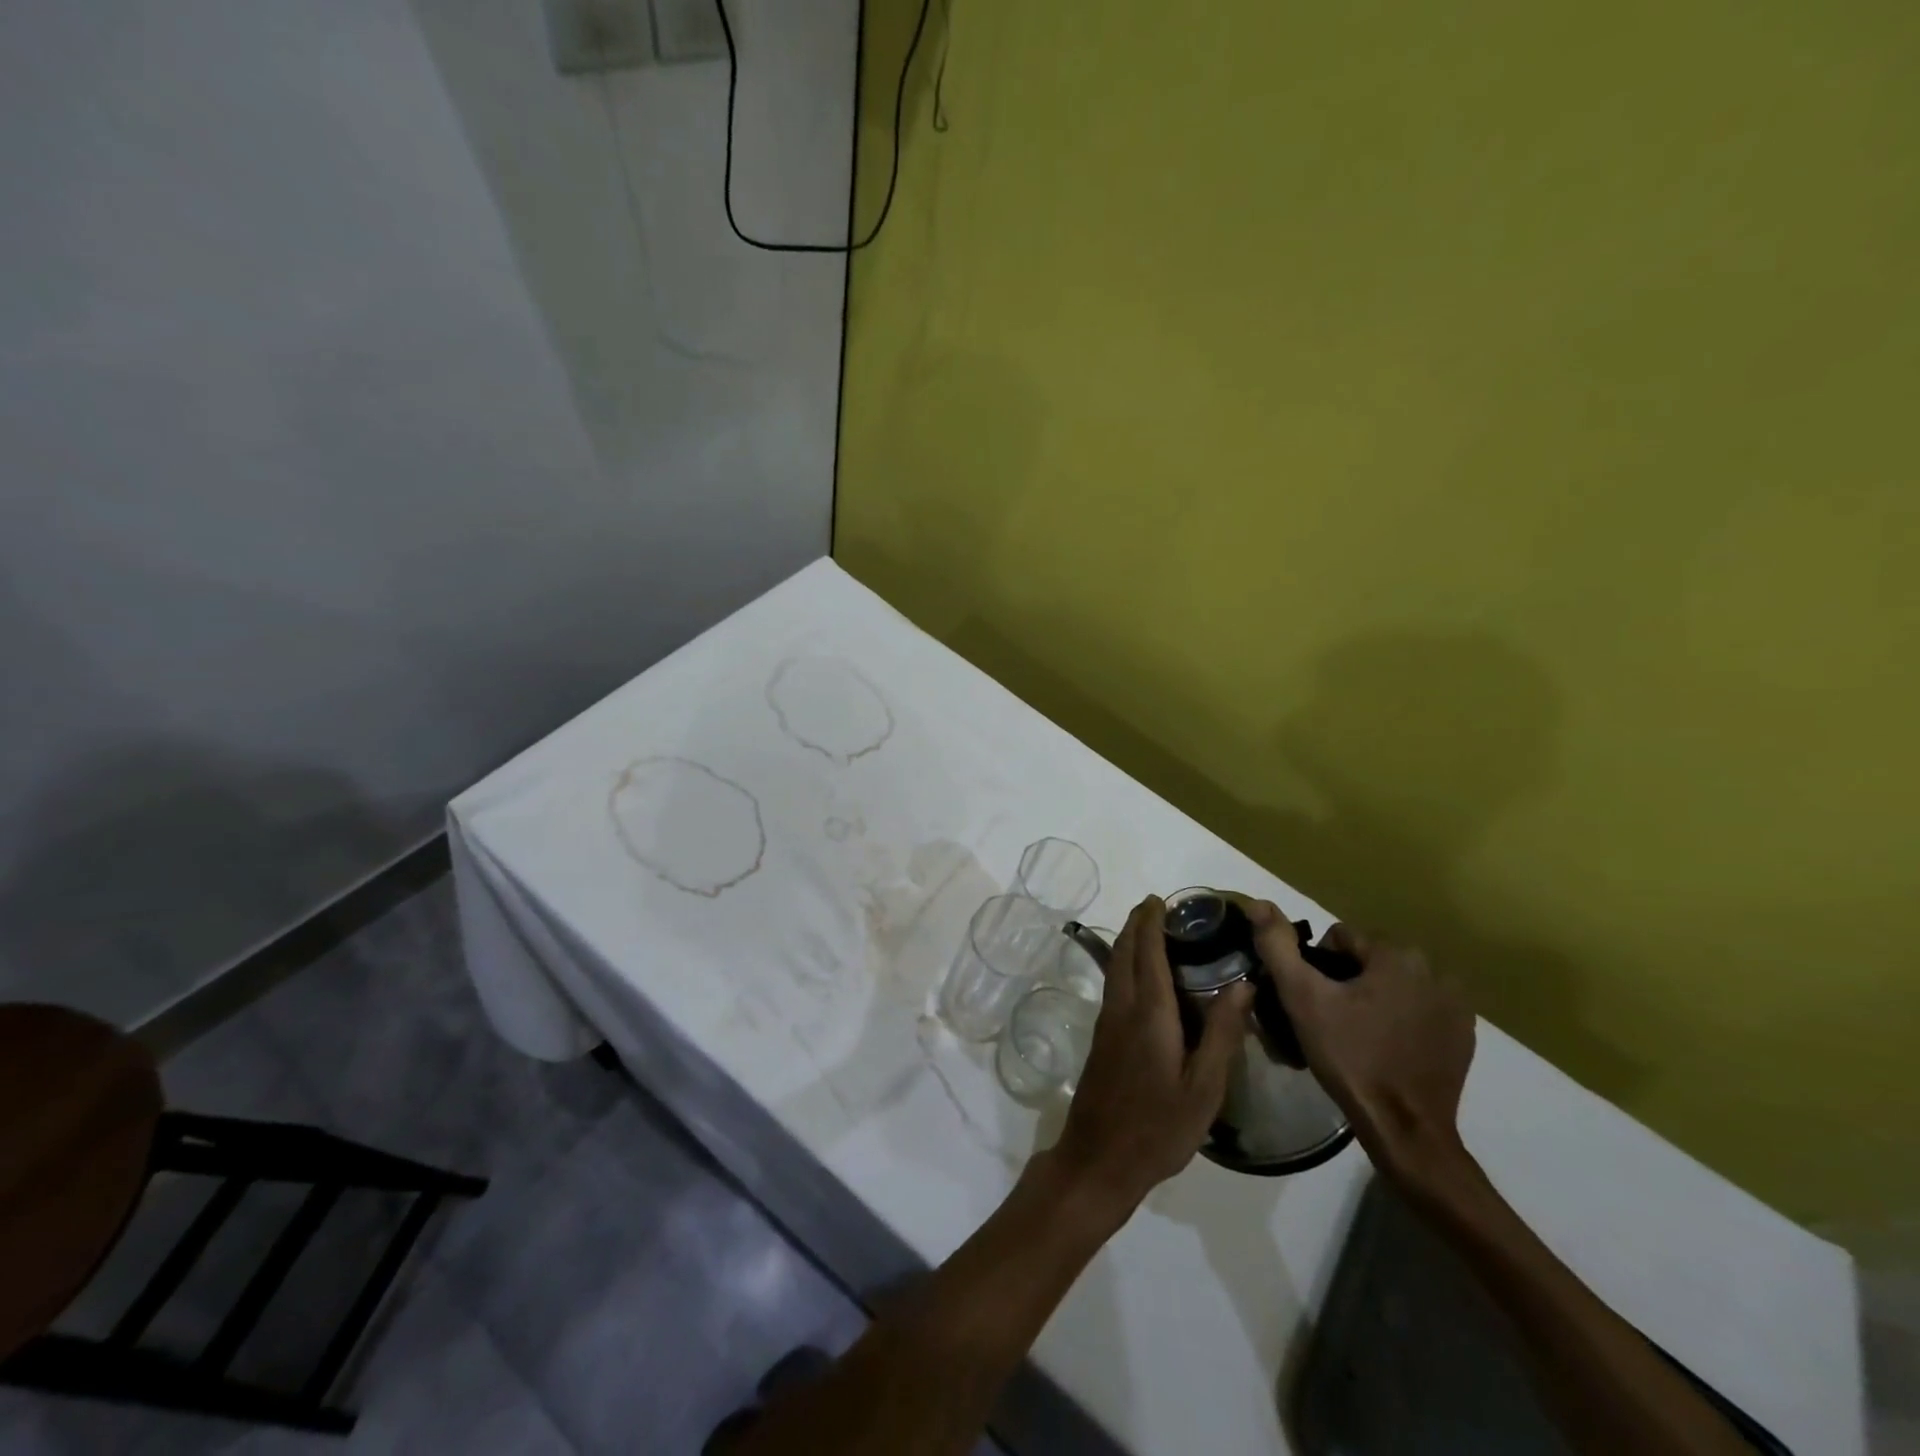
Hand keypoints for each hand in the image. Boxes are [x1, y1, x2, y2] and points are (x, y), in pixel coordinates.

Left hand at [1051, 897, 1251, 1215]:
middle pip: (1125, 952)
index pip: (1148, 952)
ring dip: (1129, 942)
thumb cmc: (1159, 1127)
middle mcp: (1122, 1008)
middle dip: (1137, 924)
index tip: (1160, 899)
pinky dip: (1125, 964)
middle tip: (1156, 907)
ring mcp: (1106, 1023)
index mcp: (1149, 1013)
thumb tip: (1243, 984)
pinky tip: (1140, 976)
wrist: (1099, 1159)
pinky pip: (1114, 985)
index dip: (1152, 922)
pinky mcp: (1101, 1038)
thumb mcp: (1204, 1087)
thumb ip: (1223, 1033)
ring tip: (1149, 931)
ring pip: (1115, 967)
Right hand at [1246, 904, 1475, 1188]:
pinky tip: (1386, 1047)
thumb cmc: (1350, 1056)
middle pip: (1370, 958)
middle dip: (1347, 980)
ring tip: (1356, 1033)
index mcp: (1397, 954)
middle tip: (1330, 1017)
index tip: (1313, 999)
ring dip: (1375, 997)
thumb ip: (1279, 946)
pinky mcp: (1464, 1035)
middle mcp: (1435, 970)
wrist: (1405, 1128)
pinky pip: (1420, 1009)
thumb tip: (1260, 904)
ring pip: (1395, 983)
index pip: (1341, 936)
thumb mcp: (1302, 998)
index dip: (1317, 965)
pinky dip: (1401, 1018)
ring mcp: (1456, 1004)